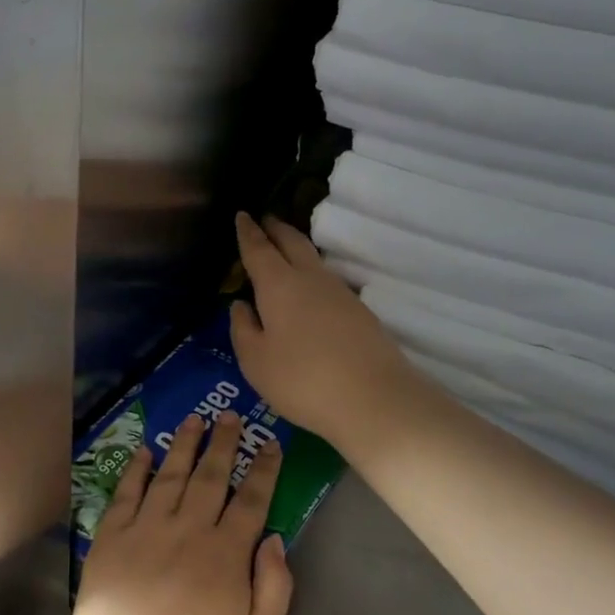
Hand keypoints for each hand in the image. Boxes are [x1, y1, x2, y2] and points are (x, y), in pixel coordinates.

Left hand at [54, 412, 291, 614]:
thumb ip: (273, 589)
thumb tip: (275, 540)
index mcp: (226, 555)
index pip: (251, 501)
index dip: (264, 470)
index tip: (270, 443)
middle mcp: (187, 531)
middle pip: (210, 477)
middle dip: (223, 443)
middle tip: (229, 414)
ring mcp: (145, 532)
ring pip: (170, 476)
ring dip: (184, 445)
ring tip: (193, 419)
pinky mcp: (110, 540)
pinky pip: (126, 494)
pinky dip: (136, 469)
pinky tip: (144, 452)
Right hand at [230, 213, 420, 451]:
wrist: (374, 399)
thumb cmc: (302, 380)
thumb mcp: (256, 362)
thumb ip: (243, 330)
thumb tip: (240, 305)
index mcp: (279, 285)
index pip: (259, 249)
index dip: (248, 232)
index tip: (242, 215)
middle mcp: (311, 279)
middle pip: (293, 243)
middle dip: (277, 229)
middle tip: (266, 220)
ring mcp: (341, 294)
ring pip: (314, 261)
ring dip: (297, 250)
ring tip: (285, 251)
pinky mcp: (360, 313)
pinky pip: (328, 282)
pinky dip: (313, 275)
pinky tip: (310, 291)